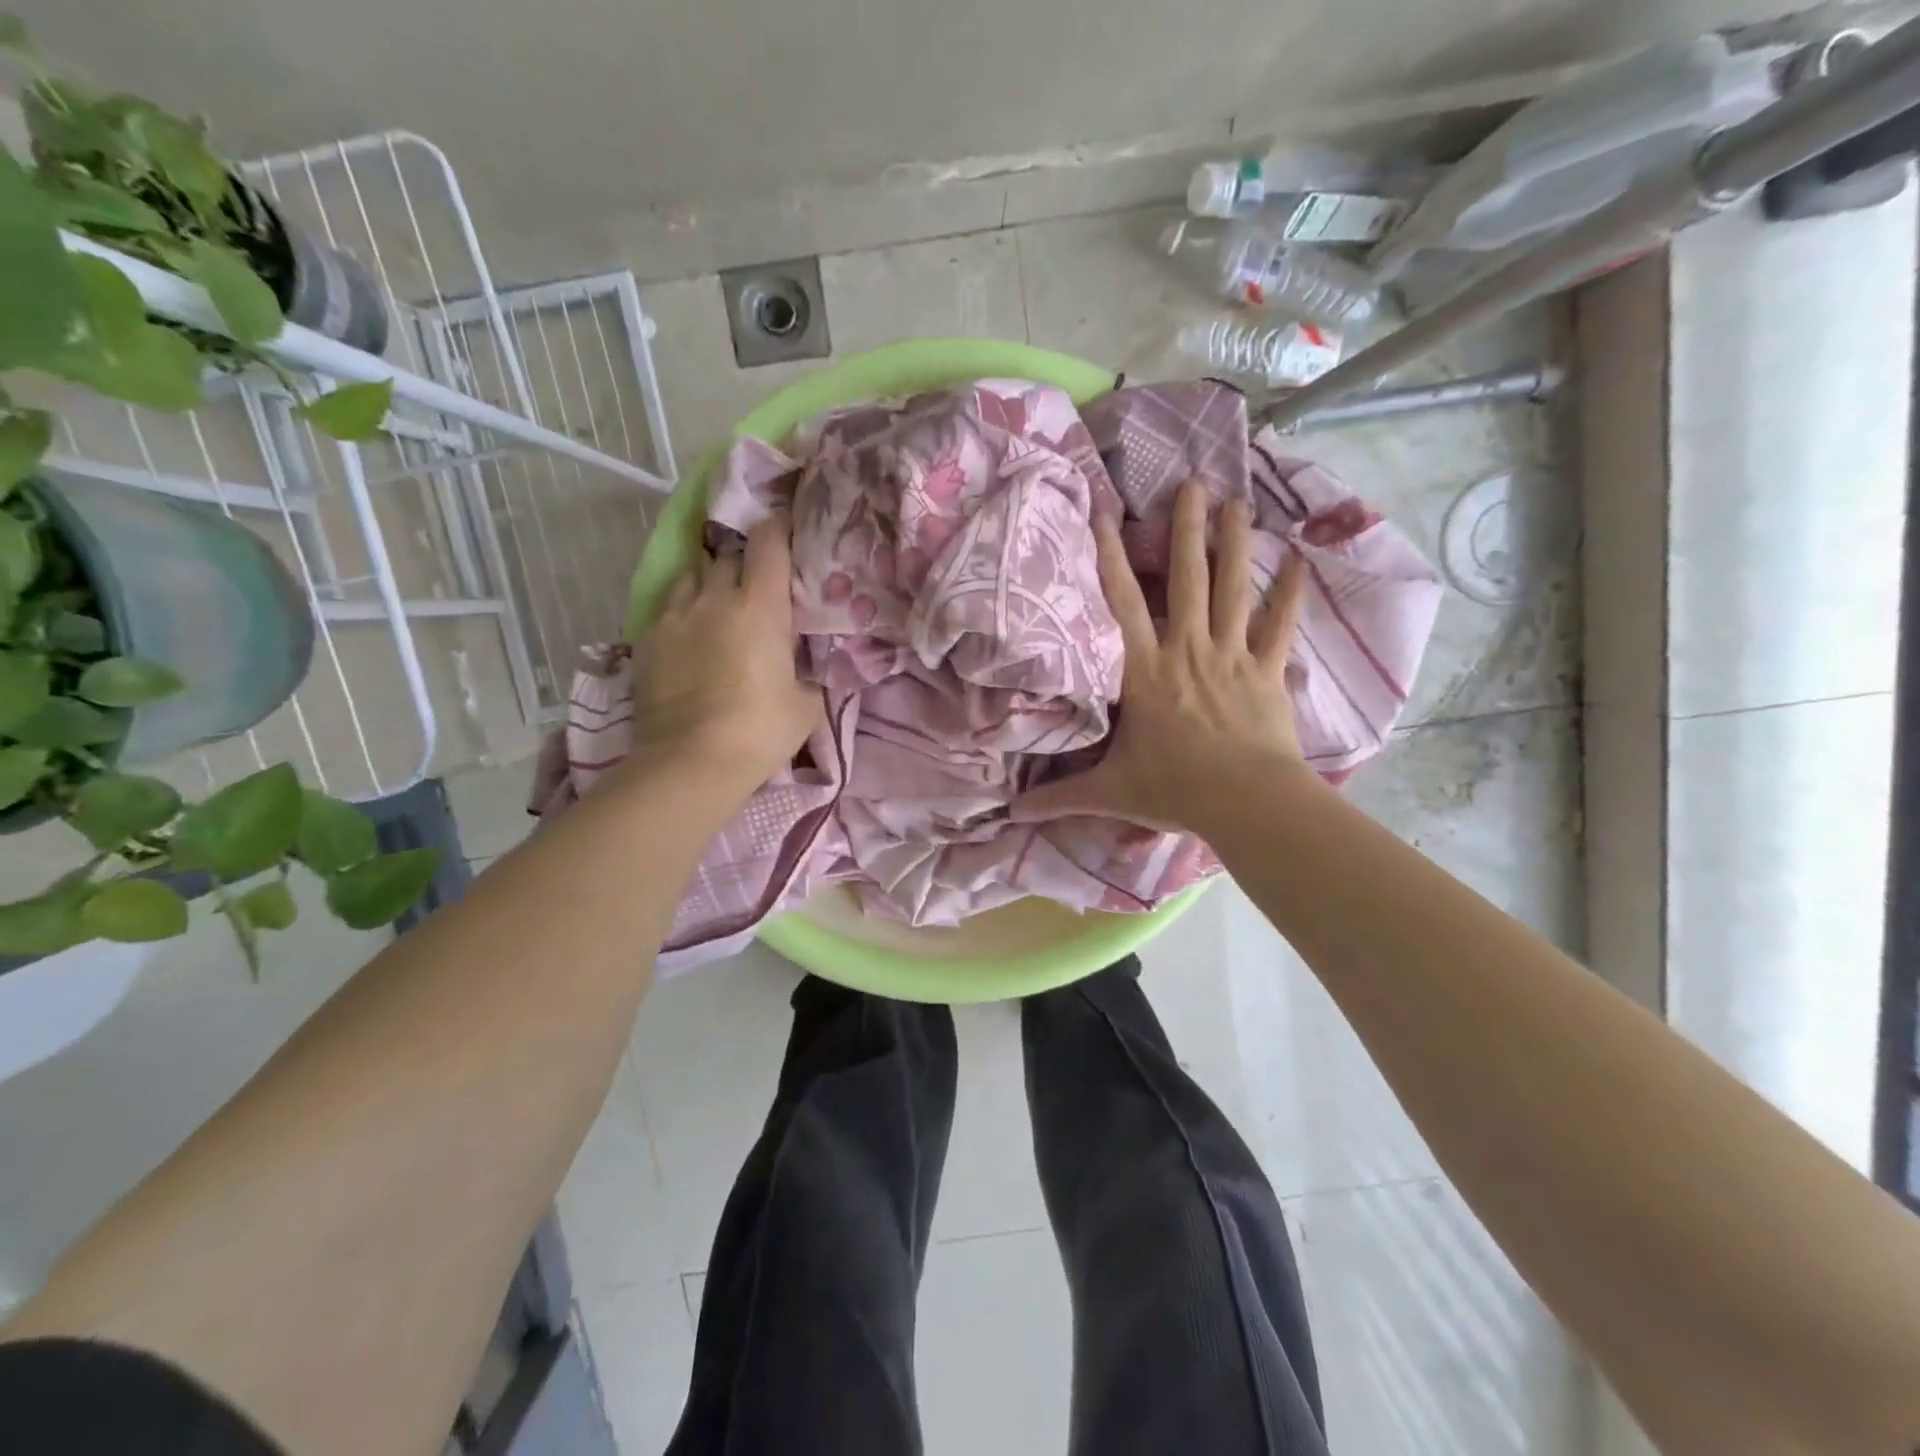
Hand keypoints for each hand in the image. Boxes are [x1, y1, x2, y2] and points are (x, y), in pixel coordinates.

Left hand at [629, 516, 821, 793]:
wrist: (692, 761)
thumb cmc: (760, 730)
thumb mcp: (805, 705)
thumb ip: (807, 675)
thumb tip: (805, 671)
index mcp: (761, 606)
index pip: (768, 543)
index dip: (778, 528)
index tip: (785, 529)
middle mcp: (715, 598)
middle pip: (727, 555)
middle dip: (743, 561)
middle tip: (756, 580)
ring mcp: (675, 616)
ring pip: (692, 575)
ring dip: (709, 581)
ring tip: (718, 601)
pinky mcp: (647, 640)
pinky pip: (668, 607)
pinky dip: (683, 610)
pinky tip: (690, 632)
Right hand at [1014, 479, 1315, 834]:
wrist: (1246, 803)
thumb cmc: (1174, 790)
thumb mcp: (1108, 793)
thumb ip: (1059, 797)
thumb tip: (1010, 813)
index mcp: (1145, 671)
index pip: (1121, 604)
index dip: (1109, 556)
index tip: (1106, 511)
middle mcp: (1187, 650)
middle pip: (1187, 579)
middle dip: (1186, 529)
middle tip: (1193, 482)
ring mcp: (1232, 657)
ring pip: (1232, 590)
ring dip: (1234, 543)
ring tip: (1237, 501)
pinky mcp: (1267, 672)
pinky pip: (1280, 625)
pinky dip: (1289, 592)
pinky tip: (1299, 558)